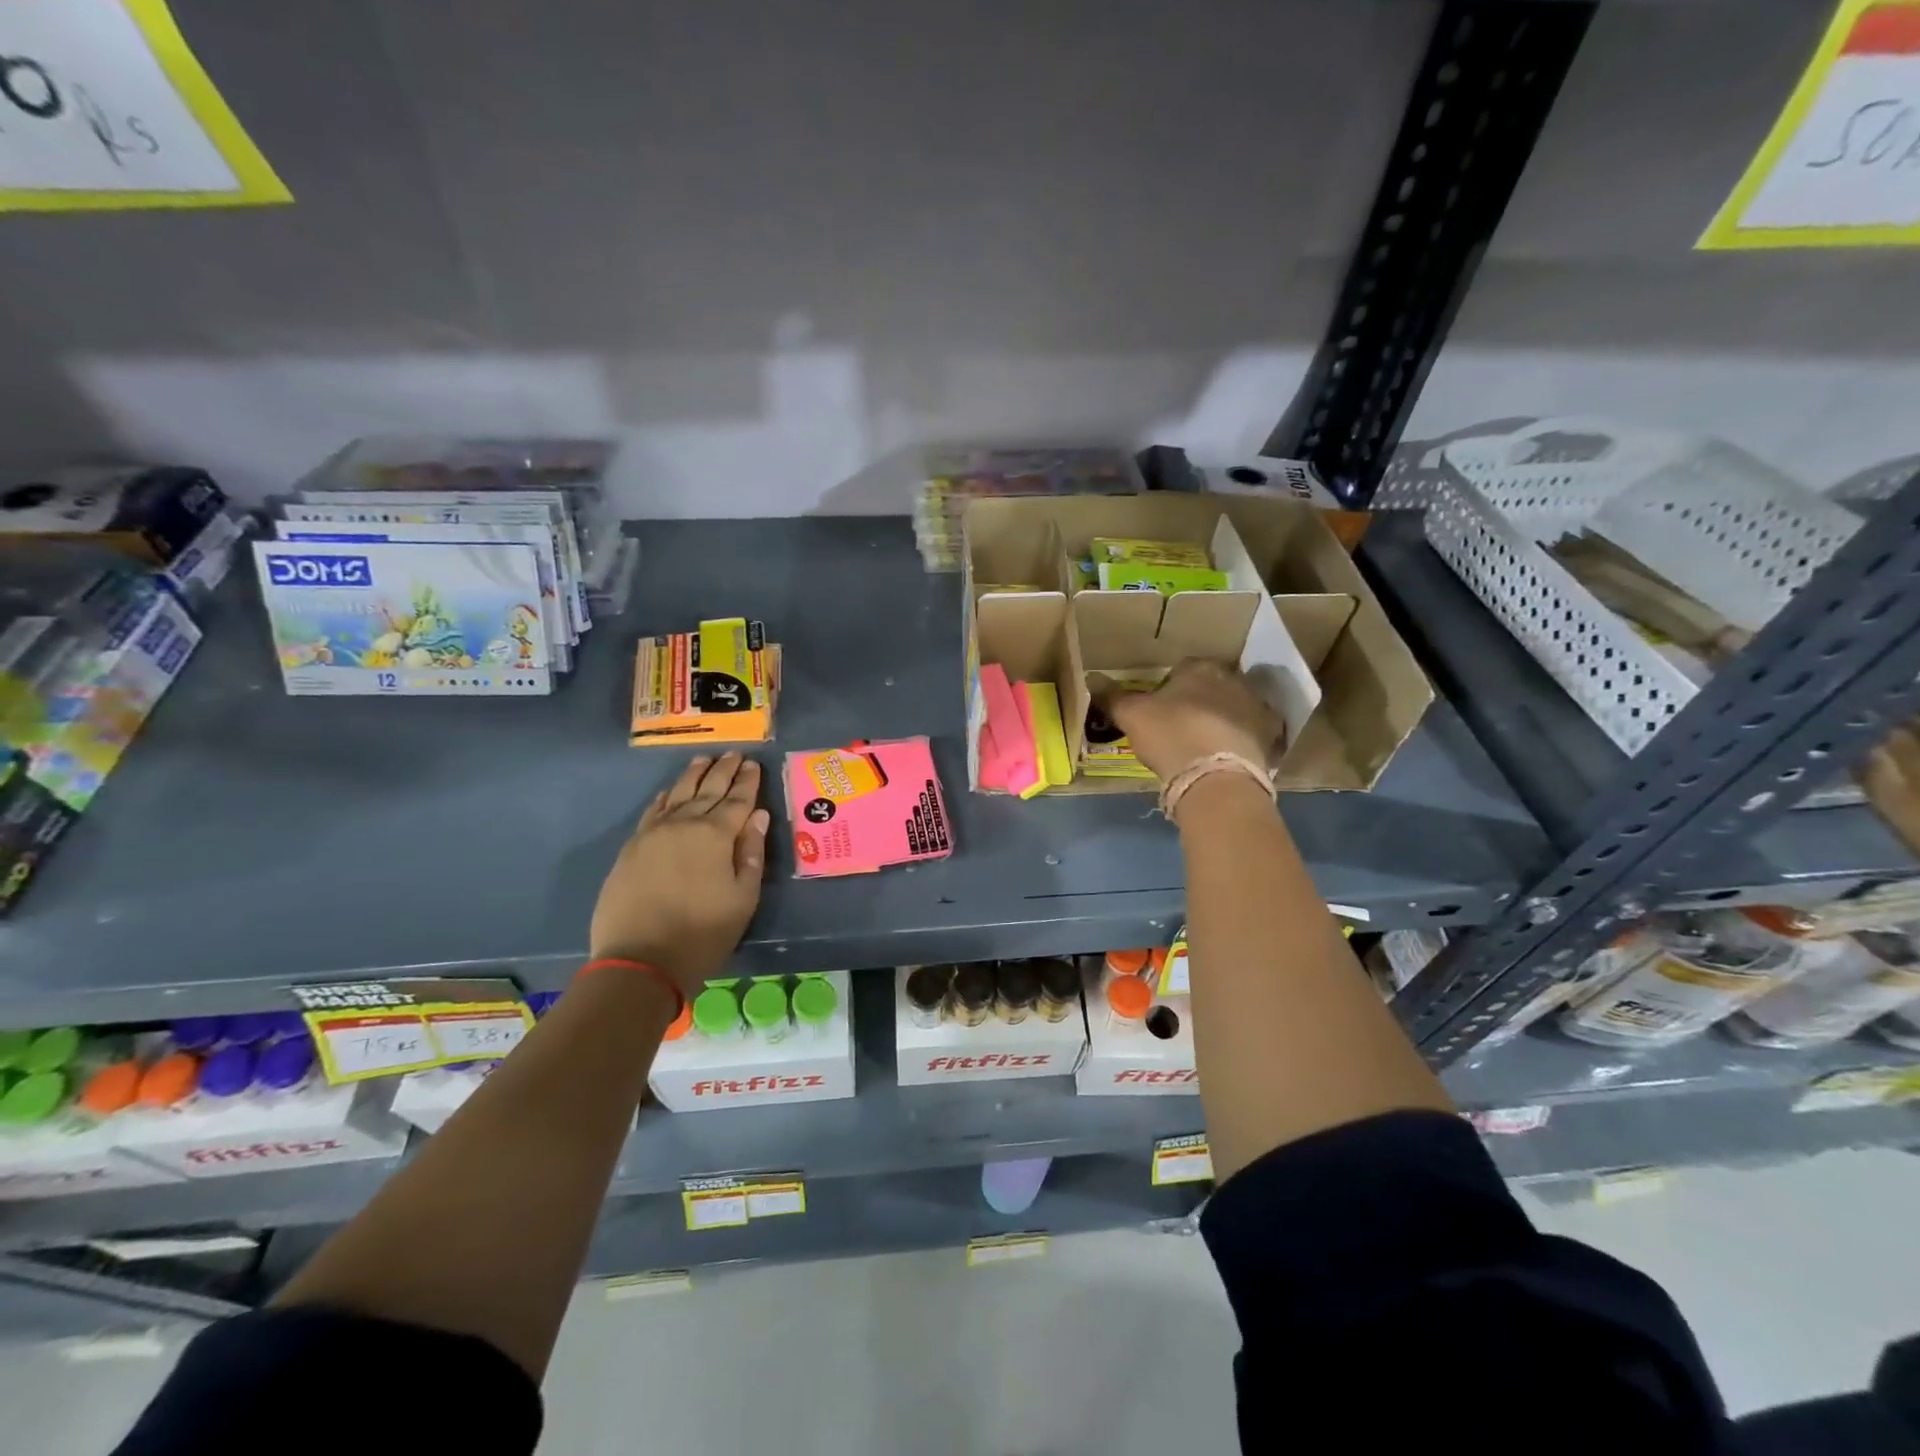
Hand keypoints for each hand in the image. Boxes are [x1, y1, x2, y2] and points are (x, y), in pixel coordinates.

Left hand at [589, 753, 771, 995]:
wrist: (640, 960)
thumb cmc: (703, 933)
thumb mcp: (743, 898)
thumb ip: (751, 853)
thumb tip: (758, 816)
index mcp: (716, 835)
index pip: (737, 800)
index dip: (747, 781)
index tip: (753, 763)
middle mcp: (685, 824)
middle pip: (708, 790)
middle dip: (723, 771)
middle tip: (733, 754)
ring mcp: (654, 833)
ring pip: (678, 794)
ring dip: (694, 776)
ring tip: (704, 760)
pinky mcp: (633, 847)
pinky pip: (653, 811)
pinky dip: (666, 796)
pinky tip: (671, 791)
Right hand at [1106, 659, 1284, 780]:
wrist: (1215, 776)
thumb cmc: (1170, 735)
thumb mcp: (1131, 716)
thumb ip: (1113, 697)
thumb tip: (1092, 679)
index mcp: (1199, 668)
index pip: (1182, 669)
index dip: (1168, 690)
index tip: (1159, 711)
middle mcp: (1233, 678)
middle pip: (1212, 686)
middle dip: (1200, 701)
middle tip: (1181, 727)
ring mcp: (1257, 705)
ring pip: (1236, 707)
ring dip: (1224, 718)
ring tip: (1205, 744)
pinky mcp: (1272, 734)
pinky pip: (1255, 731)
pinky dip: (1244, 739)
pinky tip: (1229, 755)